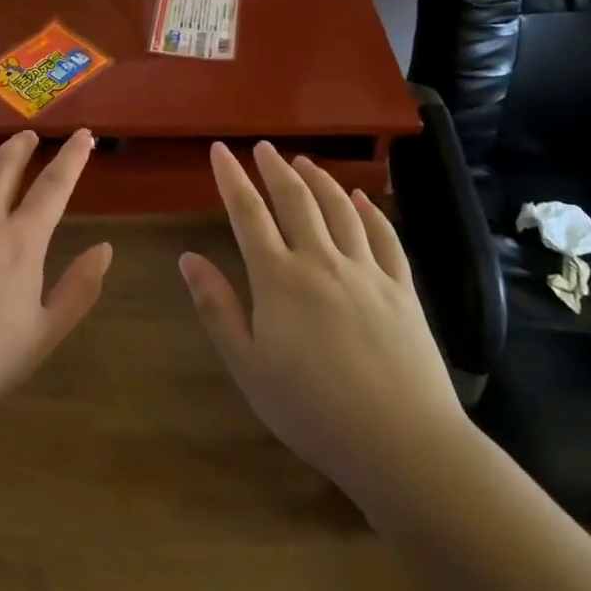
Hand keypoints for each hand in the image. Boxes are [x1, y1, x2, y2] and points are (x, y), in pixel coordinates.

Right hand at [180, 142, 466, 499]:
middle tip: (263, 147)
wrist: (401, 443)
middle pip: (295, 200)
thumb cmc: (312, 411)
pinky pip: (385, 236)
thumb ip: (217, 308)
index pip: (248, 214)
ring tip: (304, 161)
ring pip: (339, 209)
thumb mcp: (248, 366)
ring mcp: (366, 271)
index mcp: (279, 279)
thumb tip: (188, 257)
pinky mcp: (402, 288)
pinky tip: (360, 198)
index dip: (231, 178)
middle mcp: (321, 261)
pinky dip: (369, 210)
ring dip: (319, 179)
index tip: (220, 150)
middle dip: (275, 168)